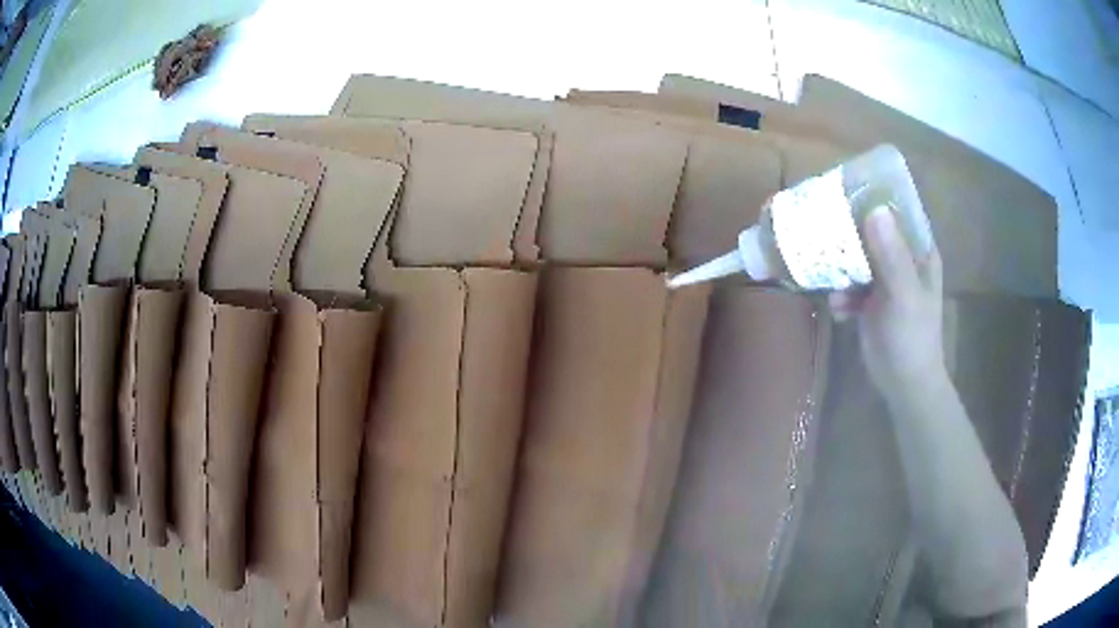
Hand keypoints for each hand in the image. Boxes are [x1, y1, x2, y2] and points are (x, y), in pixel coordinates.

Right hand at [828, 207, 945, 402]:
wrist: (904, 385)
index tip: (844, 188)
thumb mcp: (904, 296)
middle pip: (871, 231)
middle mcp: (902, 258)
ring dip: (840, 267)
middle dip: (848, 230)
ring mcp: (885, 279)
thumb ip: (891, 256)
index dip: (873, 196)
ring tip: (829, 280)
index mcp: (918, 251)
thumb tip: (874, 210)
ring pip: (857, 257)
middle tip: (821, 225)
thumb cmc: (912, 339)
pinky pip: (849, 284)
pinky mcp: (870, 300)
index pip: (896, 210)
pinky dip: (841, 293)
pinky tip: (838, 309)